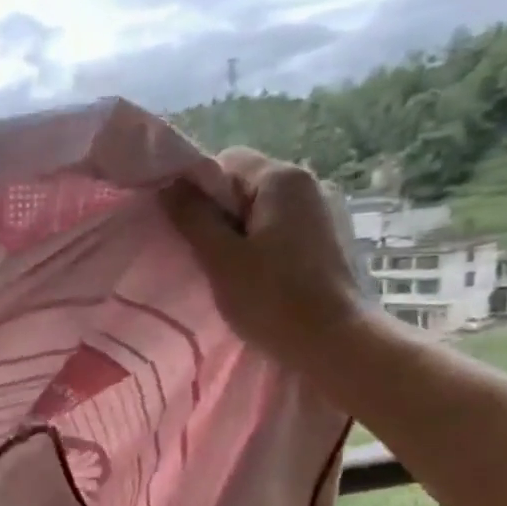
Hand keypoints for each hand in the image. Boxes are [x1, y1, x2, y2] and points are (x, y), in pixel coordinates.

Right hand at [162, 147, 375, 368]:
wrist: (337, 343)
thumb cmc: (273, 299)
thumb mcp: (221, 259)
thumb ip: (192, 217)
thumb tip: (168, 184)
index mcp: (283, 179)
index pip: (226, 162)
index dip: (199, 192)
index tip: (190, 232)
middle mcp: (311, 184)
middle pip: (246, 186)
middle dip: (221, 216)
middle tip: (208, 258)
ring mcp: (326, 213)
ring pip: (265, 212)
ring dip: (242, 235)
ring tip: (233, 274)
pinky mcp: (332, 241)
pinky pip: (284, 232)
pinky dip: (265, 248)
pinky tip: (262, 281)